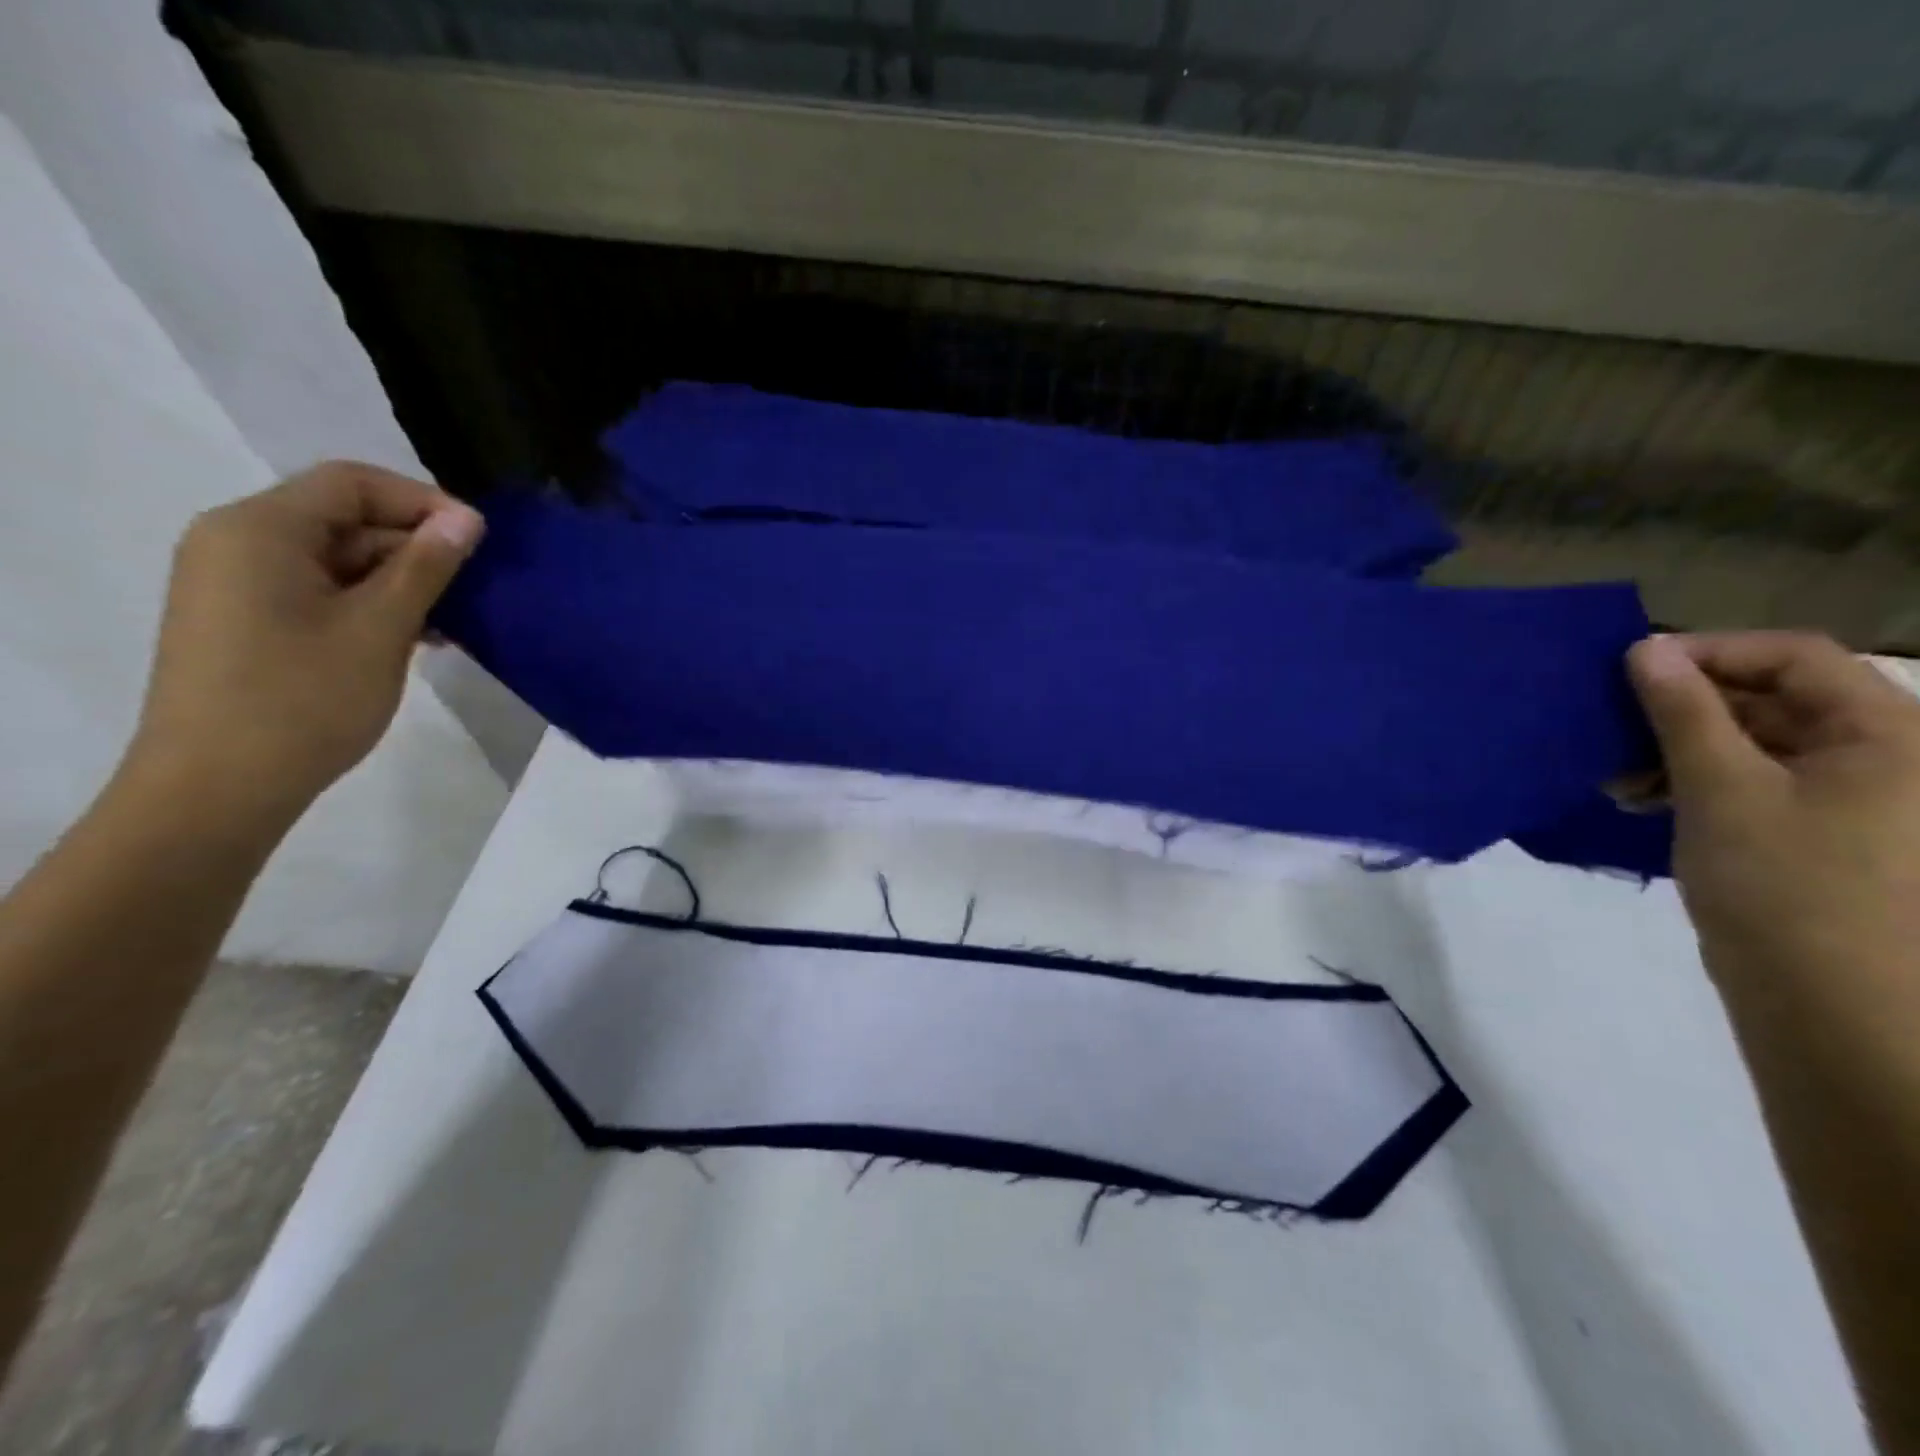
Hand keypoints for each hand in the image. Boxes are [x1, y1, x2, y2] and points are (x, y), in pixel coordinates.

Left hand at [125, 462, 484, 836]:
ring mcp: (237, 584)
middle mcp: (237, 542)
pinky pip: (318, 591)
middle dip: (415, 547)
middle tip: (476, 588)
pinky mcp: (245, 620)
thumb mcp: (379, 627)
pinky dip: (369, 604)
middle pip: (343, 519)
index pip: (352, 484)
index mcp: (259, 529)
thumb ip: (425, 566)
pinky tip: (415, 637)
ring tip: (453, 621)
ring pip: (336, 559)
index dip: (423, 502)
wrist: (218, 788)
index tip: (480, 540)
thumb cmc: (303, 699)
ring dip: (399, 581)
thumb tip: (467, 519)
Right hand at [1626, 632, 1919, 1000]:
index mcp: (1884, 733)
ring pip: (1752, 743)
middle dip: (1681, 709)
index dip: (1709, 652)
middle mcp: (1877, 755)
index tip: (1628, 671)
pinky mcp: (1812, 833)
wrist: (1833, 1005)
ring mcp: (1847, 798)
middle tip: (1610, 729)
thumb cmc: (1786, 884)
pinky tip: (1641, 800)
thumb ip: (1683, 712)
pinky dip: (1693, 782)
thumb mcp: (1722, 788)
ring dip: (1677, 749)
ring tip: (1619, 778)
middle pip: (1771, 698)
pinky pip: (1749, 782)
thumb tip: (1645, 649)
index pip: (1794, 656)